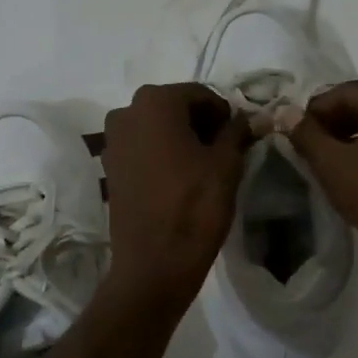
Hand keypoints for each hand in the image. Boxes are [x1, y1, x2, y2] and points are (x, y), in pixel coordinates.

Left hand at [102, 83, 253, 306]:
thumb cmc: (195, 207)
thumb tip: (248, 117)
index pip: (200, 94)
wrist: (154, 264)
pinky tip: (179, 178)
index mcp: (155, 102)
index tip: (239, 136)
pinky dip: (161, 153)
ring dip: (180, 138)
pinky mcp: (109, 167)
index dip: (224, 113)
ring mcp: (112, 140)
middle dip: (200, 123)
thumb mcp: (227, 165)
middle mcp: (126, 111)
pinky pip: (141, 148)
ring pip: (156, 127)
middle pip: (174, 107)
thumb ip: (237, 132)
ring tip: (203, 166)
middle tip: (224, 150)